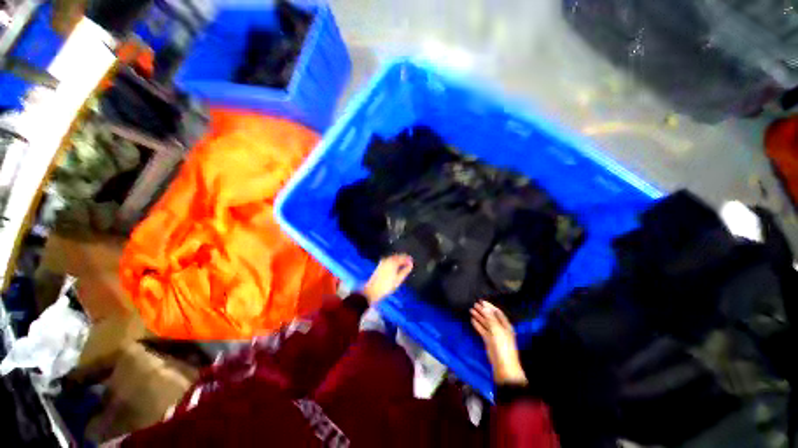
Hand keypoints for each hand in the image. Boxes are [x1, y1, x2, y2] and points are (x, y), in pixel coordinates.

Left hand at [362, 254, 413, 304]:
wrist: (372, 291)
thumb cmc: (387, 286)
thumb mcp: (398, 279)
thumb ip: (405, 271)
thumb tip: (410, 265)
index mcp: (393, 262)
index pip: (402, 257)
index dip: (408, 259)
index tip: (412, 261)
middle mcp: (387, 260)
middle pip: (397, 256)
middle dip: (403, 258)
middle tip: (409, 262)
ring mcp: (382, 262)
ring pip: (393, 258)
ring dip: (399, 259)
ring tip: (403, 264)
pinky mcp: (380, 265)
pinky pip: (389, 260)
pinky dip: (394, 261)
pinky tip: (395, 266)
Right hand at [471, 301, 526, 385]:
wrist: (503, 366)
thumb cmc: (503, 346)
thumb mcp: (497, 331)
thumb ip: (491, 319)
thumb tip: (485, 308)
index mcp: (505, 325)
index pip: (497, 313)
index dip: (490, 306)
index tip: (482, 301)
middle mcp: (500, 329)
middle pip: (490, 317)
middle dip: (483, 310)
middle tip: (474, 304)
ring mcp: (494, 335)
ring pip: (485, 323)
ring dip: (479, 316)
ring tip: (471, 310)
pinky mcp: (488, 341)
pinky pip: (482, 330)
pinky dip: (477, 325)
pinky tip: (472, 320)